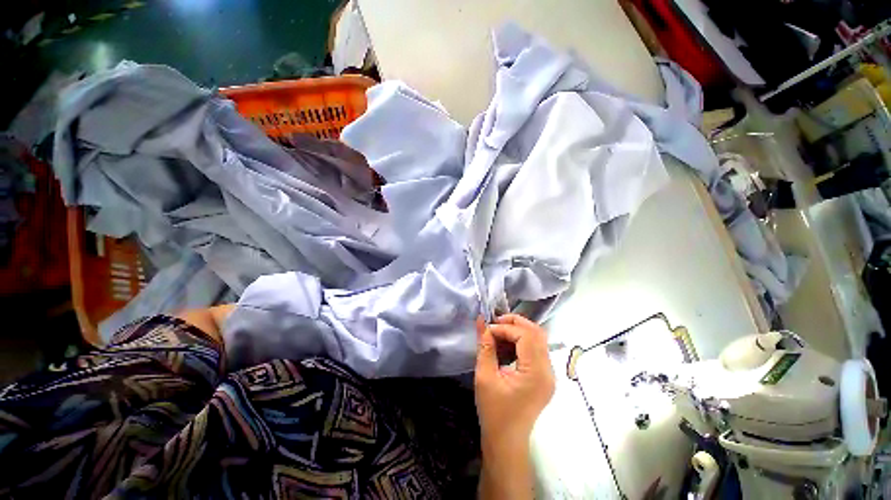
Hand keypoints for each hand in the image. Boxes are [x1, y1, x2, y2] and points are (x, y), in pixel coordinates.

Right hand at [474, 314, 555, 447]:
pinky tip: (507, 344)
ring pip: (538, 339)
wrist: (506, 441)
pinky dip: (522, 341)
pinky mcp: (544, 377)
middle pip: (537, 333)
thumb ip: (485, 346)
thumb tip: (482, 322)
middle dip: (515, 323)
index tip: (487, 330)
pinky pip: (536, 349)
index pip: (526, 336)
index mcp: (536, 373)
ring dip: (519, 330)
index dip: (506, 327)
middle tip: (495, 323)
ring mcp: (549, 374)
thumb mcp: (485, 377)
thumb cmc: (494, 412)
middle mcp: (548, 371)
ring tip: (499, 331)